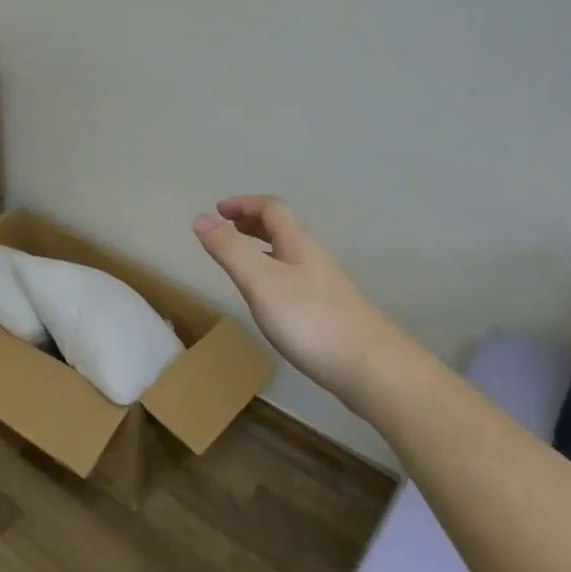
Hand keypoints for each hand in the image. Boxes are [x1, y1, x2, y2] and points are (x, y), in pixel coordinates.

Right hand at [194, 196, 406, 403]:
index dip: (244, 204)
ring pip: (288, 254)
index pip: (271, 209)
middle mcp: (313, 258)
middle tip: (224, 229)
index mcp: (298, 243)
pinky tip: (268, 299)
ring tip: (239, 260)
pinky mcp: (328, 311)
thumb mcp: (261, 282)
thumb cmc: (310, 320)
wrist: (370, 367)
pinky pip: (293, 277)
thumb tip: (200, 218)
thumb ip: (230, 250)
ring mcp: (324, 285)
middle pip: (282, 228)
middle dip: (251, 222)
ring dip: (261, 247)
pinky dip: (272, 273)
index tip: (217, 211)